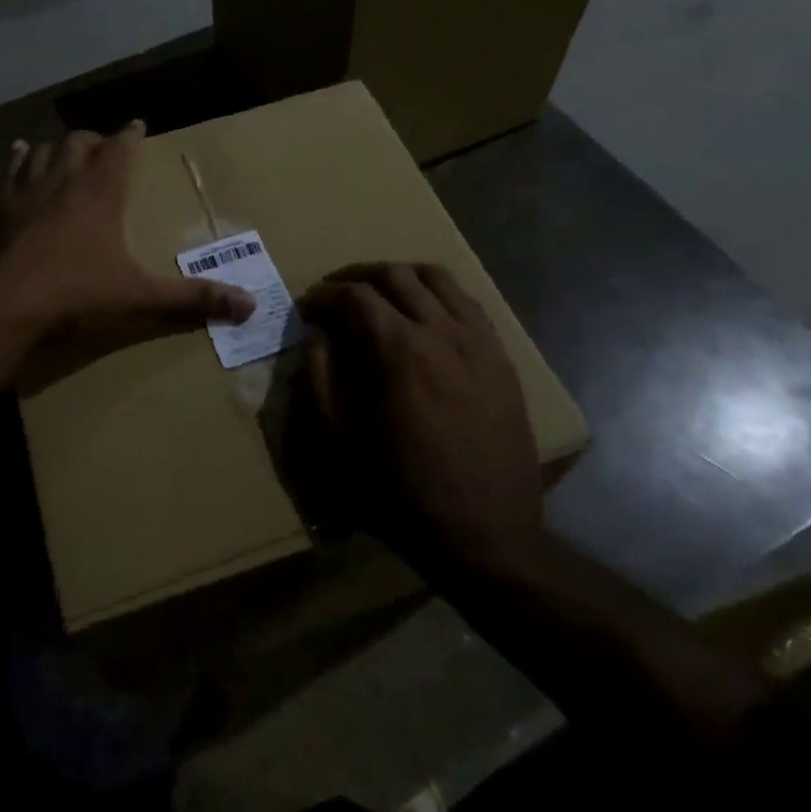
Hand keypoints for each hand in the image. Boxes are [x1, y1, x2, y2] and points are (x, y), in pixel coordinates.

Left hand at [0, 122, 254, 335]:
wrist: (7, 302)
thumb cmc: (77, 291)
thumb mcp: (141, 295)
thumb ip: (192, 298)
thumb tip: (250, 306)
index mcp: (101, 192)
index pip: (119, 148)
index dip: (130, 135)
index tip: (137, 124)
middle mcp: (65, 180)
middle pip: (79, 143)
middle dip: (95, 140)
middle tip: (104, 144)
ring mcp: (29, 191)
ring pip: (45, 151)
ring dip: (59, 146)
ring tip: (67, 147)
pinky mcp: (1, 208)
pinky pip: (10, 171)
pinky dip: (18, 159)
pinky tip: (19, 152)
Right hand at [302, 263, 542, 573]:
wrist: (486, 535)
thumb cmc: (402, 494)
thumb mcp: (340, 443)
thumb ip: (320, 380)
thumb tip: (316, 336)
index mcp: (398, 351)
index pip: (355, 296)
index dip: (324, 294)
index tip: (308, 306)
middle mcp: (442, 331)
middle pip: (396, 275)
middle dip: (358, 276)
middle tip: (337, 293)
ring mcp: (478, 341)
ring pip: (438, 278)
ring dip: (401, 276)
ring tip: (381, 292)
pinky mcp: (501, 358)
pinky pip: (469, 303)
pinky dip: (439, 294)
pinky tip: (426, 314)